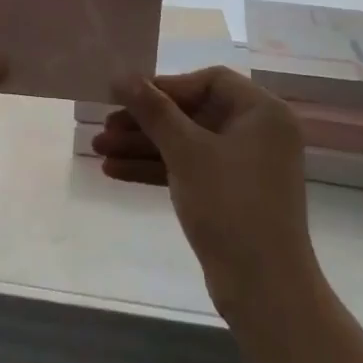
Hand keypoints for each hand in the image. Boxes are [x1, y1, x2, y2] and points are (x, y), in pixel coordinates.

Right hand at [95, 67, 317, 308]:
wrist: (264, 288)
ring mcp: (245, 166)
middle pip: (193, 113)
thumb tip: (122, 75)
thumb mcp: (186, 151)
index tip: (127, 96)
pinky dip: (157, 169)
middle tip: (104, 126)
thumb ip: (153, 110)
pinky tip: (115, 171)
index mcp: (262, 112)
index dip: (165, 86)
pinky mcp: (231, 194)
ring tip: (98, 150)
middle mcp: (258, 133)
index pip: (208, 81)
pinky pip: (190, 169)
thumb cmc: (230, 205)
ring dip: (143, 146)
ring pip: (187, 143)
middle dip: (145, 121)